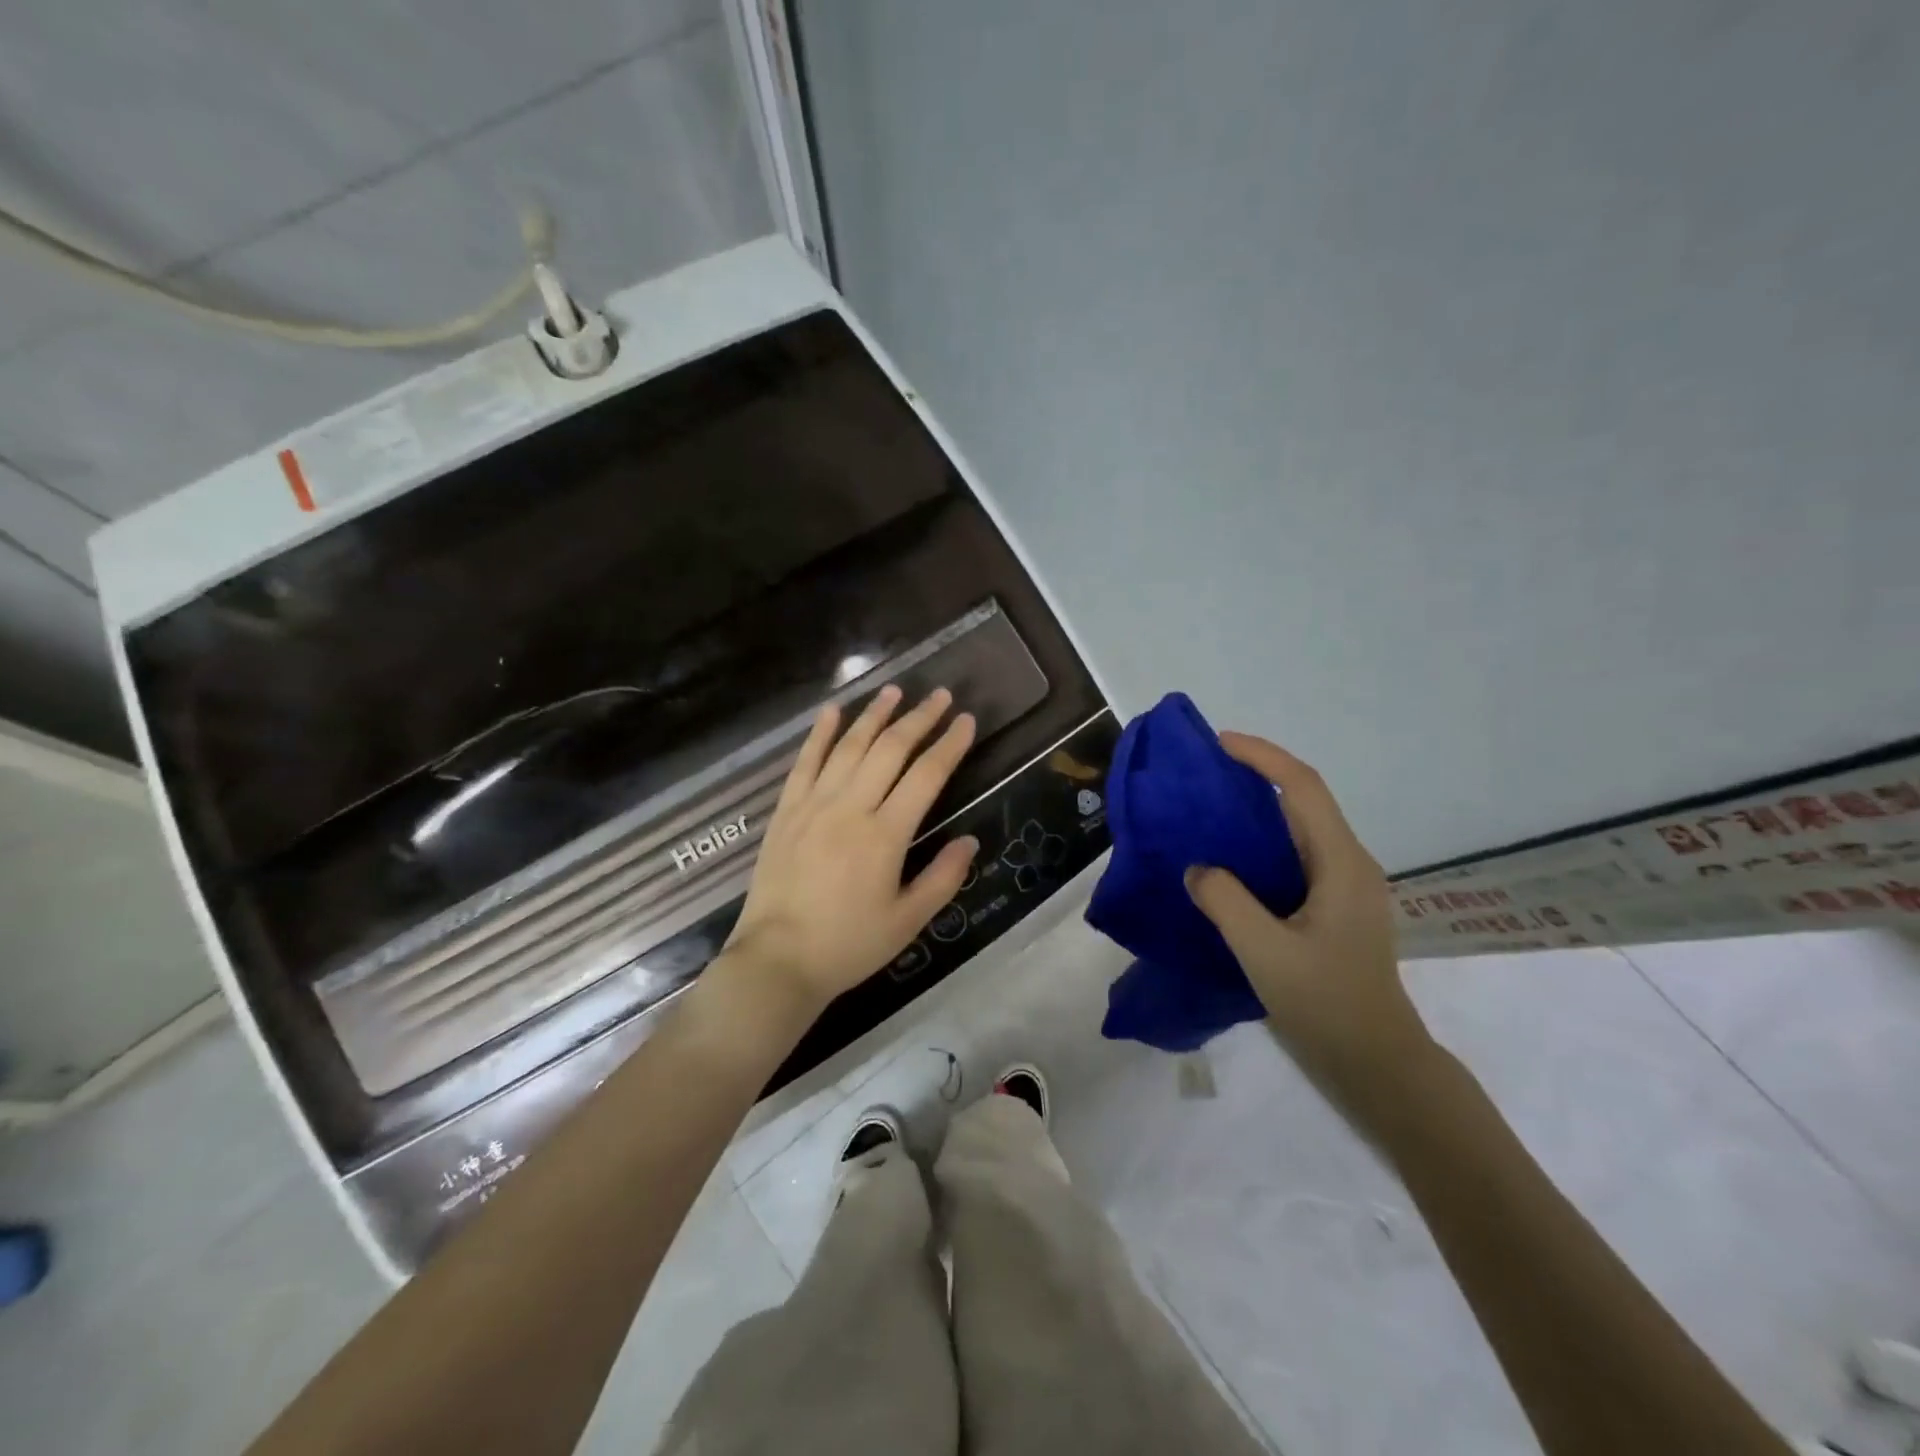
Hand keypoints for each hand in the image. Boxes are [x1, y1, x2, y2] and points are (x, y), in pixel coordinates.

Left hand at [723, 685, 978, 1016]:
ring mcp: (814, 805)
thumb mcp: (907, 921)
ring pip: (849, 747)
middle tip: (939, 694)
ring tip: (894, 691)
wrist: (777, 960)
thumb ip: (943, 878)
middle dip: (918, 718)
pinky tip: (832, 711)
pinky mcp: (786, 811)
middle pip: (890, 749)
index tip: (965, 720)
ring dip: (874, 715)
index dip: (949, 744)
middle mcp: (850, 808)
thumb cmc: (849, 945)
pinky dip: (820, 733)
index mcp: (885, 835)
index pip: (926, 775)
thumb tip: (969, 841)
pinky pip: (805, 762)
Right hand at [1185, 733, 1438, 1126]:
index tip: (1219, 744)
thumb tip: (1198, 868)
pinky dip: (1260, 842)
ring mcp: (1345, 886)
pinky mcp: (1334, 906)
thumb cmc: (1326, 1004)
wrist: (1376, 1062)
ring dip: (1257, 809)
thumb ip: (1225, 901)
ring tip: (1208, 808)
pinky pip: (1295, 855)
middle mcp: (1349, 864)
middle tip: (1204, 773)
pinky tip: (1229, 859)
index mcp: (1341, 864)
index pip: (1303, 788)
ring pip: (1299, 828)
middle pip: (1303, 800)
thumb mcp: (1264, 952)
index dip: (1263, 757)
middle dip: (1257, 776)